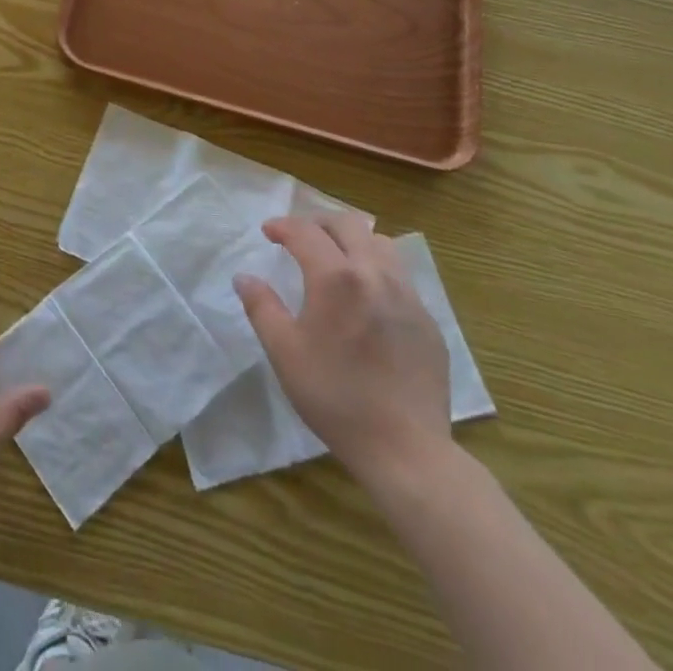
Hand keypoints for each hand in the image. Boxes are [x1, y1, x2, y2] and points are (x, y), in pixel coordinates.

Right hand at [236, 215, 451, 488]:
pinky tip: (367, 300)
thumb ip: (261, 307)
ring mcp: (408, 296)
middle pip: (347, 224)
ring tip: (336, 260)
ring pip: (380, 244)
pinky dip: (377, 271)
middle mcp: (375, 274)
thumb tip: (245, 277)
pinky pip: (401, 277)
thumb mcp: (284, 352)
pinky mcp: (427, 321)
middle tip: (299, 238)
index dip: (282, 226)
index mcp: (336, 278)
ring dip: (353, 241)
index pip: (305, 231)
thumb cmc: (335, 397)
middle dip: (318, 223)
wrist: (406, 449)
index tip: (268, 232)